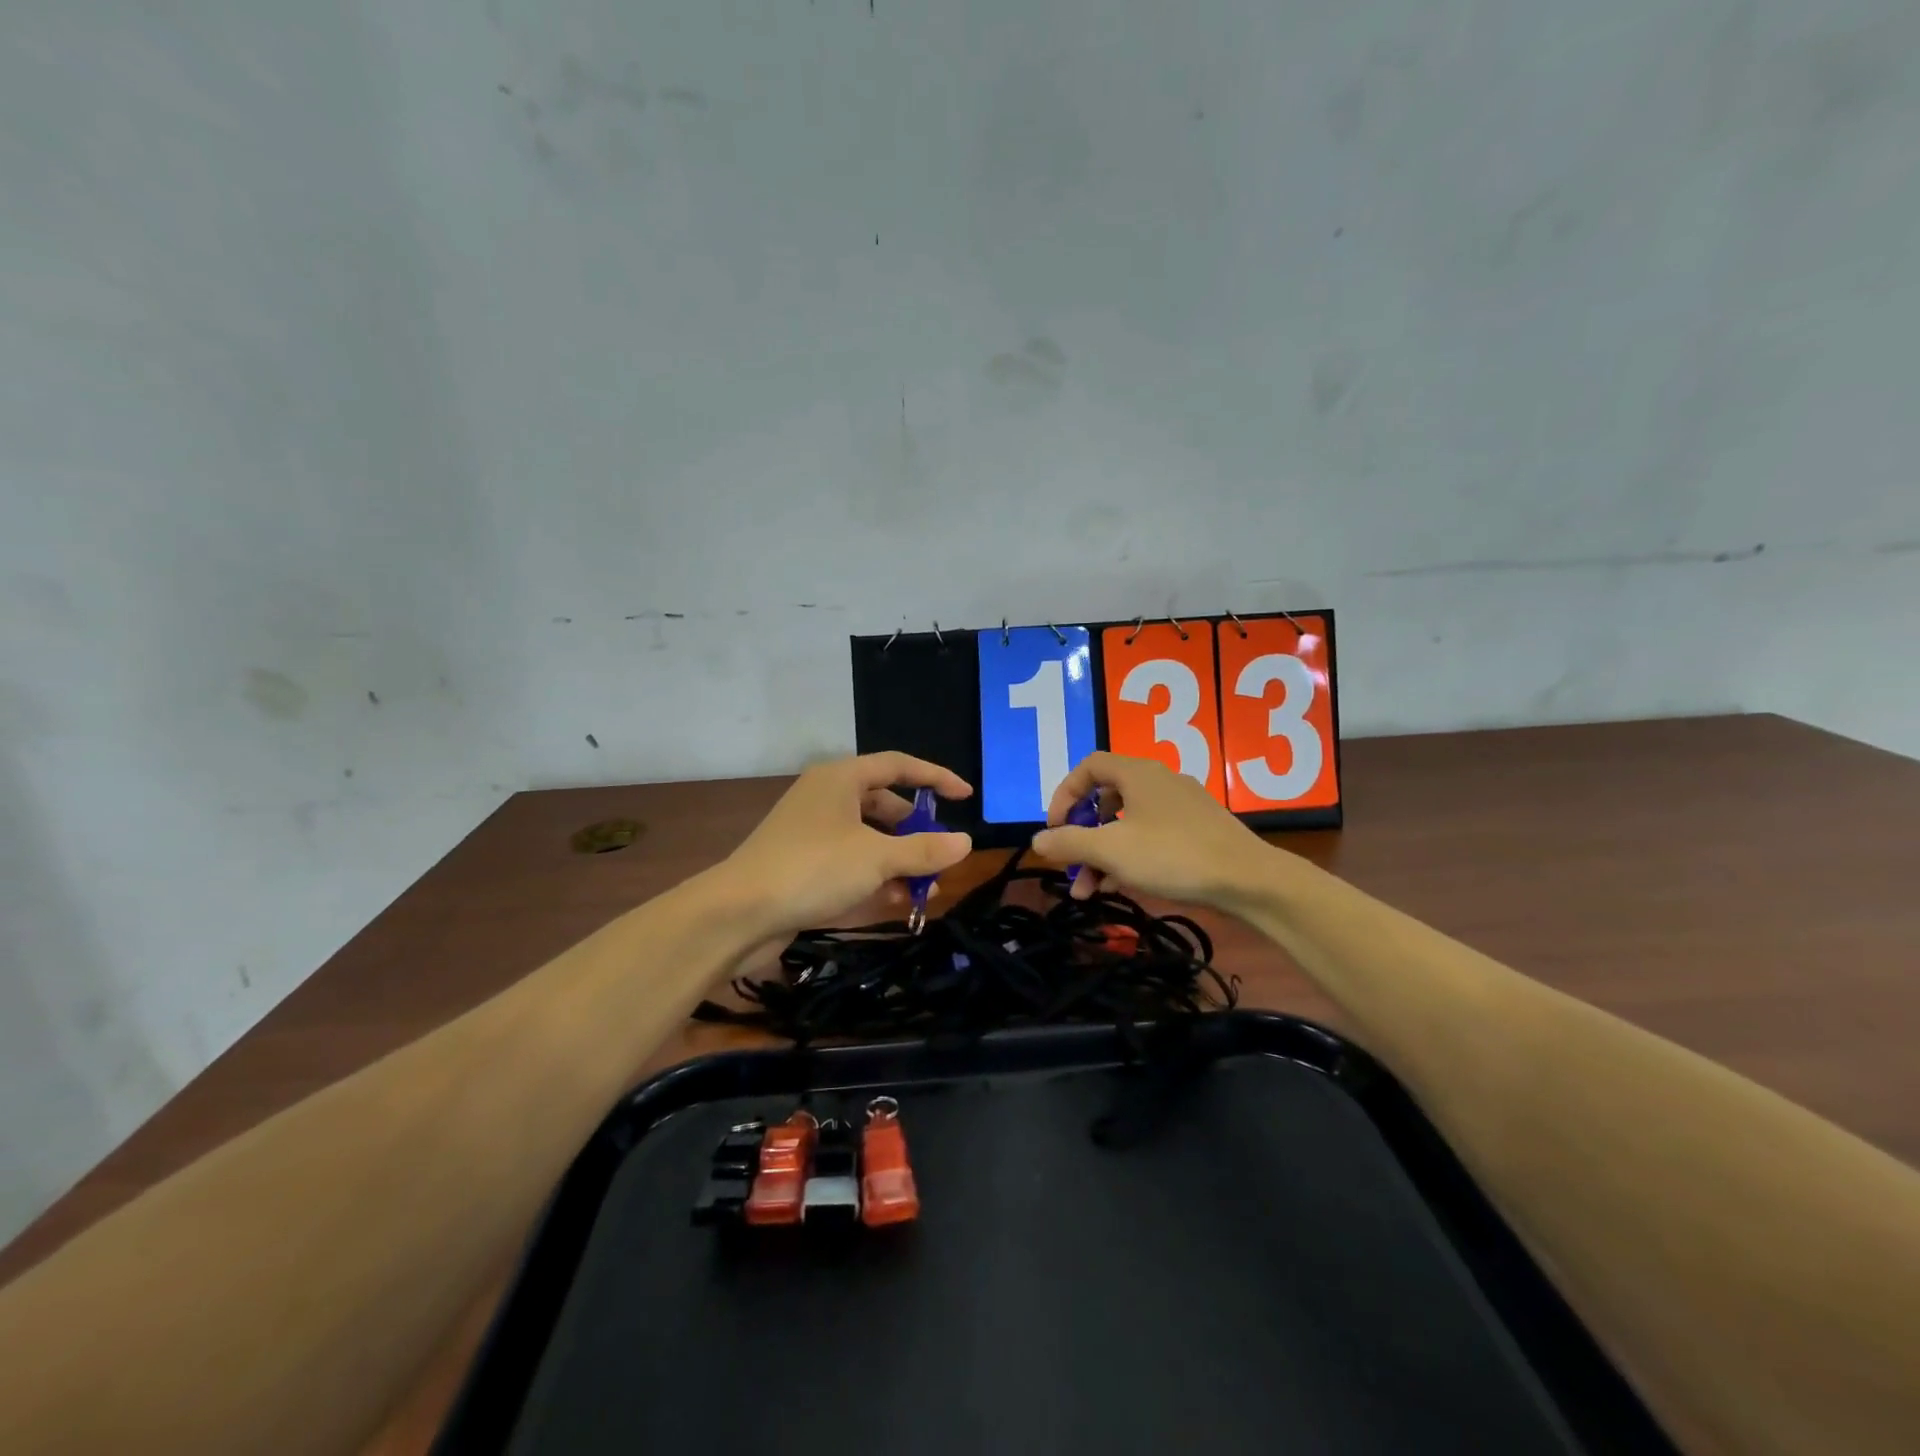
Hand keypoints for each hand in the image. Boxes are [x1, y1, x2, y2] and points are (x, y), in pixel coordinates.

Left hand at [721, 752, 972, 939]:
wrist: (738, 913)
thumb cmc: (813, 869)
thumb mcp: (877, 858)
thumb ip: (924, 849)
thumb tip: (965, 842)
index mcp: (841, 779)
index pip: (898, 765)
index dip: (935, 778)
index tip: (966, 797)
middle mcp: (827, 798)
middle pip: (885, 805)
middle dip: (917, 833)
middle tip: (942, 857)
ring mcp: (813, 832)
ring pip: (869, 839)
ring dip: (899, 861)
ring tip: (926, 890)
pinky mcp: (803, 865)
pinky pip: (850, 863)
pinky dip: (875, 878)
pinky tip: (896, 902)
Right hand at [1030, 752, 1268, 907]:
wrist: (1248, 880)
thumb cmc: (1173, 855)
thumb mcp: (1111, 850)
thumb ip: (1069, 843)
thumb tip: (1038, 841)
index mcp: (1137, 773)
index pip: (1088, 767)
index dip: (1065, 794)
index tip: (1055, 829)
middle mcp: (1158, 781)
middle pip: (1105, 799)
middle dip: (1082, 836)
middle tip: (1071, 868)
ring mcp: (1180, 806)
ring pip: (1127, 824)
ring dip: (1102, 854)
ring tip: (1090, 892)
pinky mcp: (1196, 830)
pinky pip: (1150, 836)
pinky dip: (1129, 857)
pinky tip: (1120, 888)